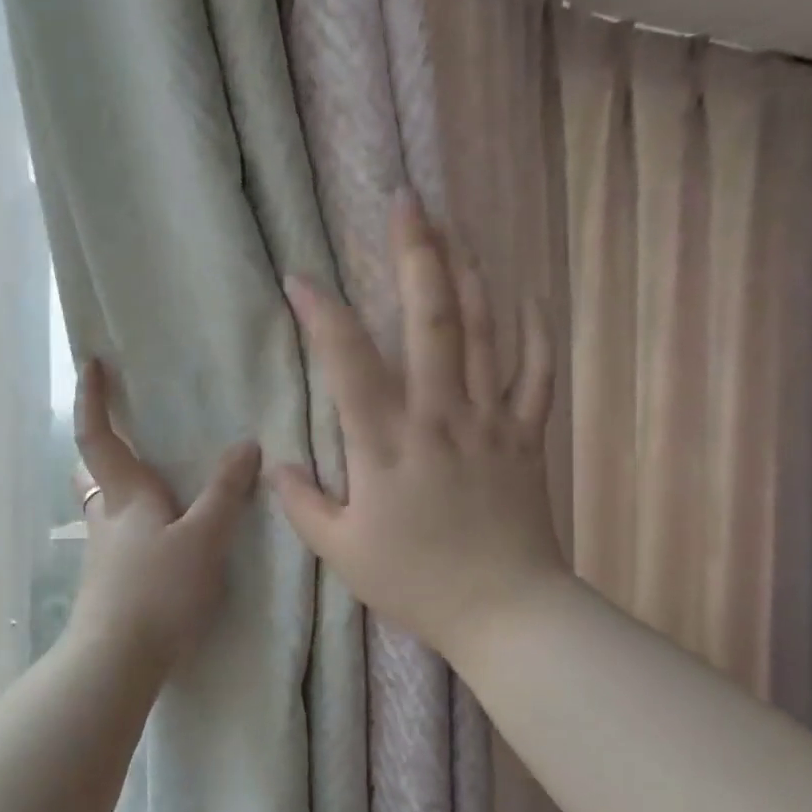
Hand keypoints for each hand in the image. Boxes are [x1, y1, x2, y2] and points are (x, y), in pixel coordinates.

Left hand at [66, 357, 261, 670]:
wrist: (117, 661)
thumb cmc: (158, 590)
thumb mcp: (204, 538)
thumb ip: (225, 493)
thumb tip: (245, 445)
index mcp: (125, 495)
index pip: (98, 435)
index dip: (91, 397)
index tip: (91, 363)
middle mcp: (107, 517)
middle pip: (93, 471)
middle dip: (103, 446)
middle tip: (128, 432)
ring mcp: (105, 553)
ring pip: (107, 506)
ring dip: (122, 487)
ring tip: (161, 485)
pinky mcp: (111, 583)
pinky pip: (121, 537)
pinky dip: (138, 524)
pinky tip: (166, 539)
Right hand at [271, 195, 567, 659]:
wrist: (504, 610)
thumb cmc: (416, 583)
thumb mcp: (343, 553)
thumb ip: (304, 505)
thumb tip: (275, 465)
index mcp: (386, 444)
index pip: (347, 362)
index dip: (321, 313)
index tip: (299, 278)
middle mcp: (438, 416)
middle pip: (430, 319)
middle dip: (416, 254)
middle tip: (407, 201)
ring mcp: (489, 421)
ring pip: (483, 331)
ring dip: (468, 274)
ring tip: (455, 229)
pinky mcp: (526, 435)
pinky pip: (536, 373)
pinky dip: (534, 330)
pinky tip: (527, 294)